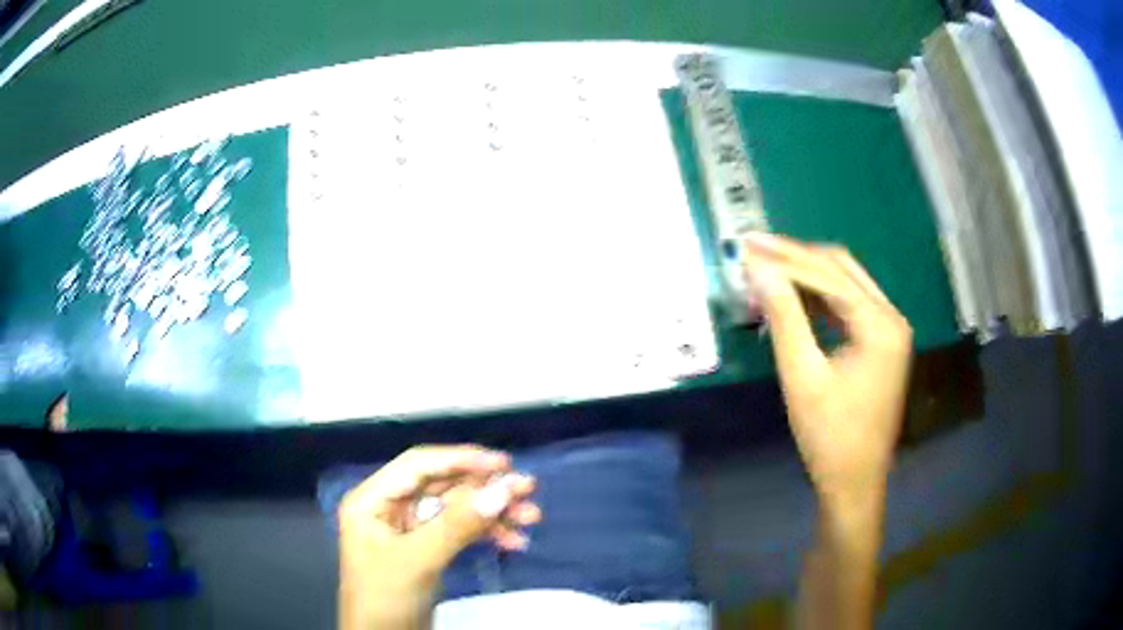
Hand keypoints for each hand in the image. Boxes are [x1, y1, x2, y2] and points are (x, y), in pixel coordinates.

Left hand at [338, 445, 539, 629]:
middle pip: (442, 486)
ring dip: (492, 512)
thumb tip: (502, 490)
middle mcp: (389, 507)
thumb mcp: (418, 560)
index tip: (503, 464)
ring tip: (531, 516)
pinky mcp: (426, 549)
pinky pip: (459, 531)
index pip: (419, 466)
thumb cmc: (386, 598)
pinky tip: (513, 540)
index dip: (461, 459)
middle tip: (527, 489)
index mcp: (373, 500)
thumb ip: (458, 524)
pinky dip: (486, 533)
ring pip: (455, 508)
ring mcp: (409, 529)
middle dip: (485, 489)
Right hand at [743, 235, 912, 507]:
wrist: (854, 483)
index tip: (746, 246)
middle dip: (796, 256)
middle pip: (841, 268)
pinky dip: (818, 296)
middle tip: (753, 248)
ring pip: (845, 282)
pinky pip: (848, 305)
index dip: (784, 258)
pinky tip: (790, 297)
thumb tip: (758, 268)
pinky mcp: (880, 343)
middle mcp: (891, 317)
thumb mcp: (802, 376)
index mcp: (880, 324)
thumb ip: (784, 316)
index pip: (828, 275)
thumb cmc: (829, 437)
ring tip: (765, 269)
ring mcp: (888, 330)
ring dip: (806, 273)